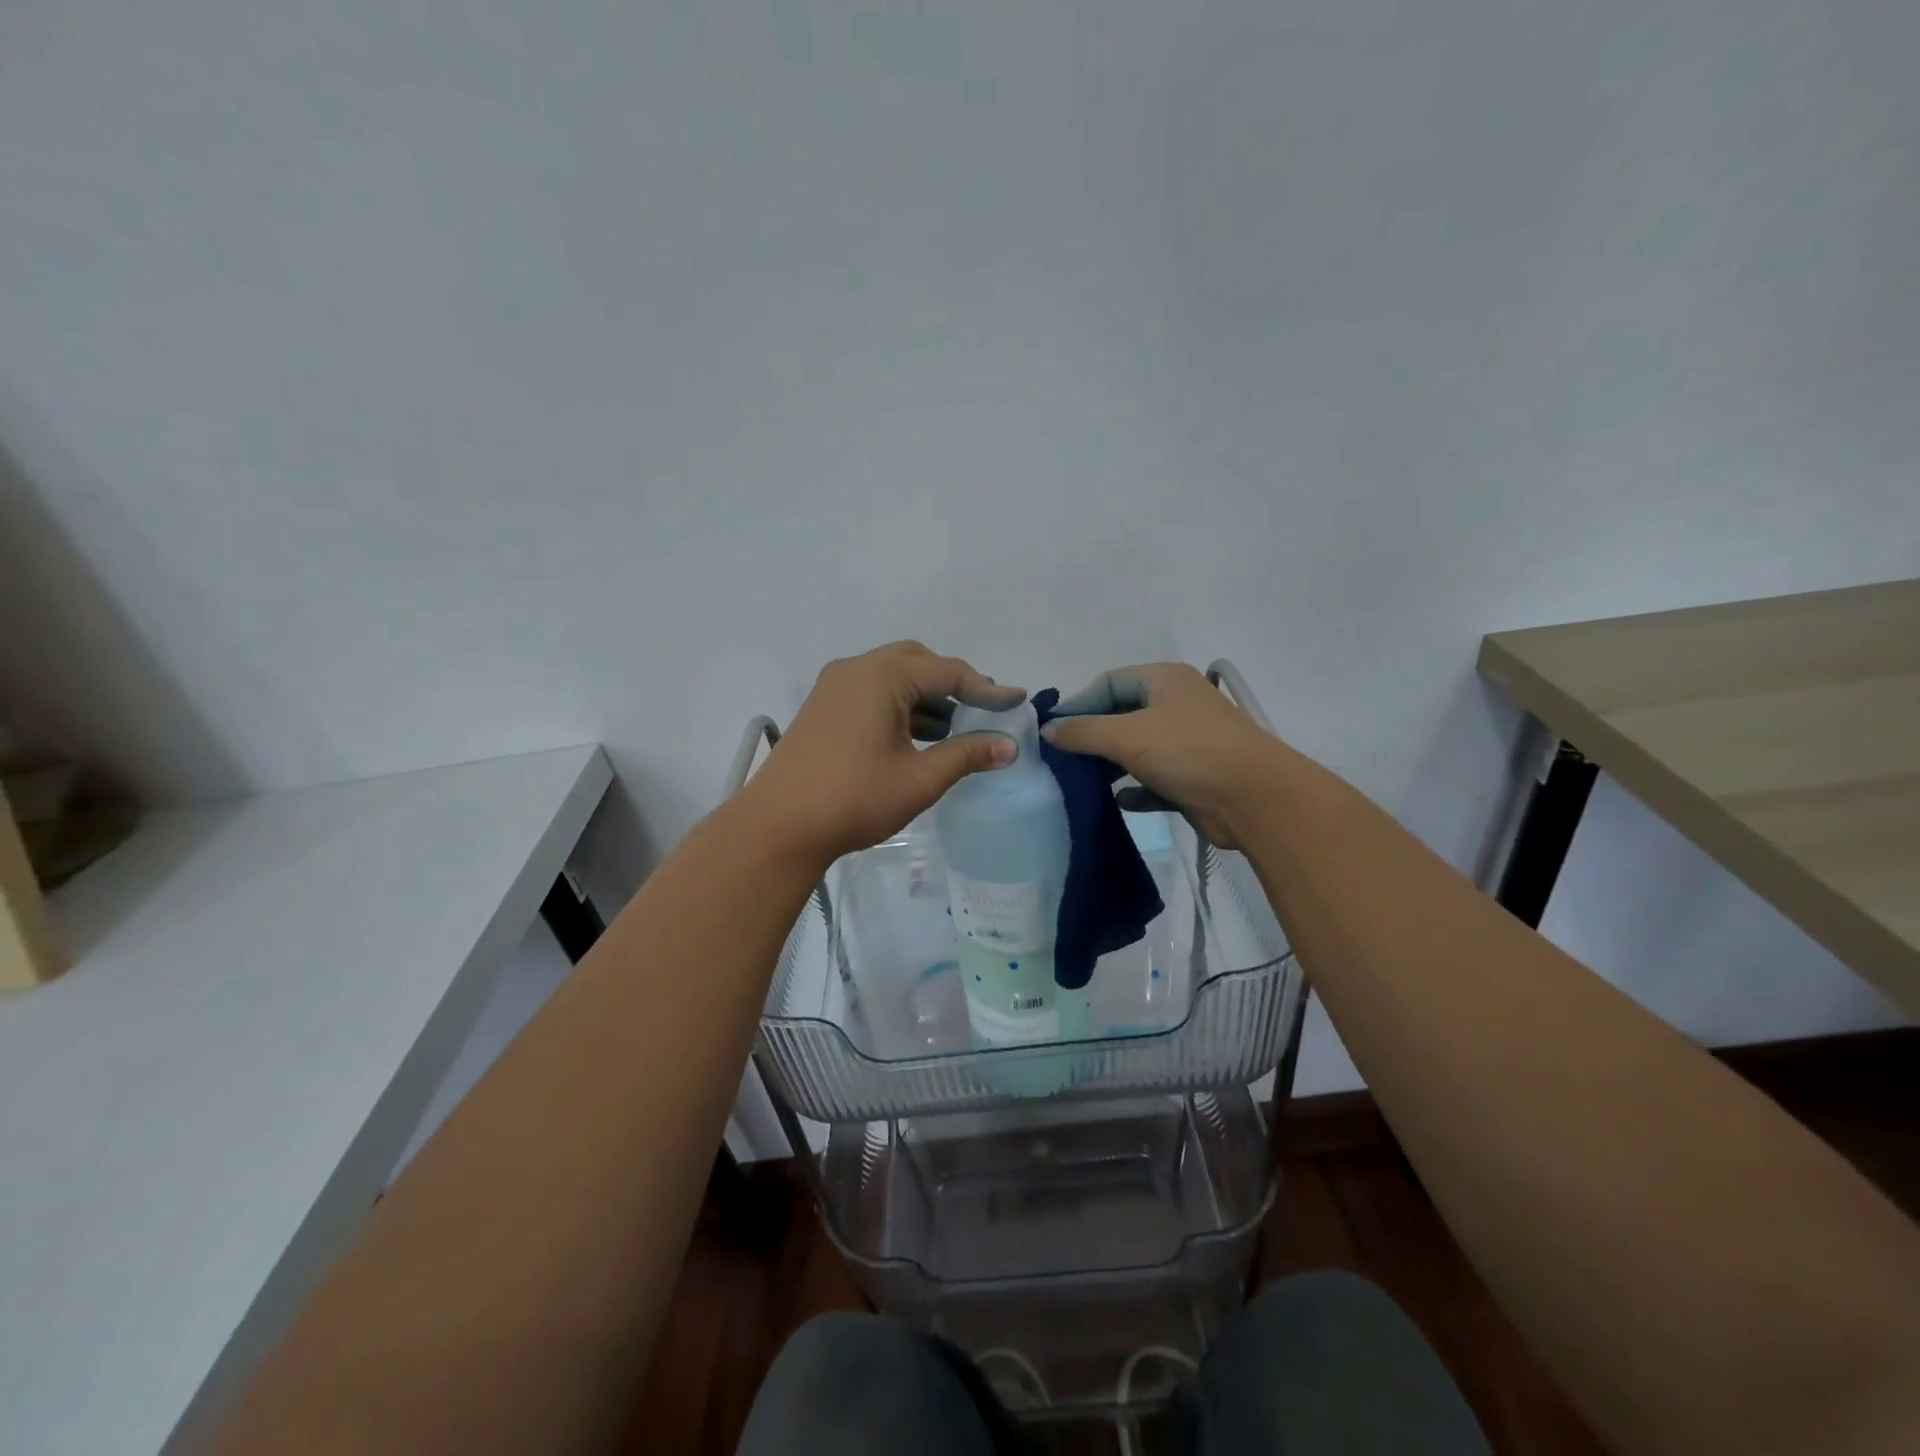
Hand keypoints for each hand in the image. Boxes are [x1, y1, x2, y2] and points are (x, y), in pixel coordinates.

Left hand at [742, 642, 1025, 861]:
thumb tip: (1008, 746)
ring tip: (954, 729)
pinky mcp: (822, 708)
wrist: (777, 826)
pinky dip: (900, 706)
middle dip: (953, 684)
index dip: (987, 688)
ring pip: (893, 677)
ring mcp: (834, 687)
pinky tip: (917, 738)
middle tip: (982, 710)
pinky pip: (872, 693)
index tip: (1018, 701)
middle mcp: (856, 669)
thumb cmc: (854, 798)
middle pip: (917, 662)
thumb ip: (966, 755)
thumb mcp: (919, 778)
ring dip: (926, 697)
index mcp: (882, 676)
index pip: (947, 672)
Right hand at [1042, 663, 1285, 848]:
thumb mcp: (1128, 735)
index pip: (1108, 682)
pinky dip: (1134, 790)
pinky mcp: (1192, 778)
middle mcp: (1176, 706)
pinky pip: (1153, 780)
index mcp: (1164, 680)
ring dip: (1109, 764)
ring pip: (1136, 749)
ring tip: (1079, 781)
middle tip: (1061, 759)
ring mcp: (1186, 743)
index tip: (1051, 732)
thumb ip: (1083, 732)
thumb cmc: (1189, 752)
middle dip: (1091, 737)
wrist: (1256, 800)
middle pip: (1120, 715)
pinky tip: (1117, 801)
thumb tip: (1048, 731)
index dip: (1078, 704)